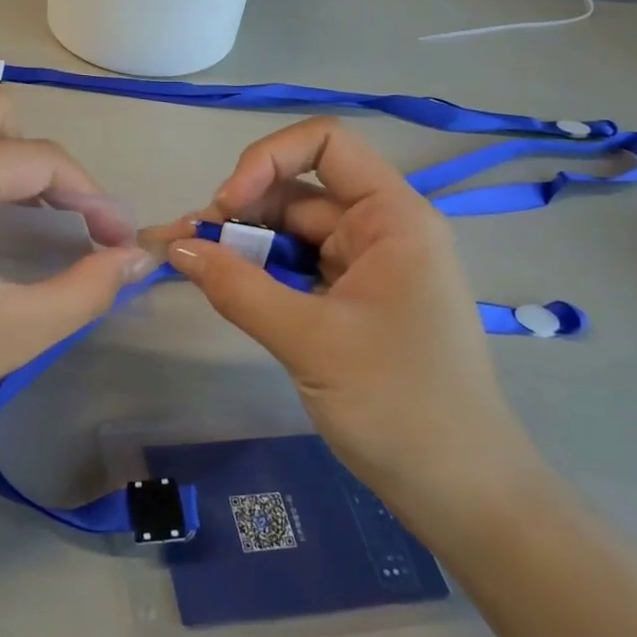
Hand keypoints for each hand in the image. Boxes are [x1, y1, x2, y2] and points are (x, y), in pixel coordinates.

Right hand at [152, 118, 546, 540]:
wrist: (460, 493)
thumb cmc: (399, 406)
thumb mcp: (309, 340)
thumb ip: (237, 287)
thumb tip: (175, 246)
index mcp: (392, 218)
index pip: (325, 143)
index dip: (267, 159)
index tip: (227, 206)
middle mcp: (380, 230)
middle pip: (296, 191)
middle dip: (237, 211)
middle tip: (180, 246)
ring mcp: (365, 267)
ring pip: (289, 233)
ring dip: (239, 244)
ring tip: (185, 264)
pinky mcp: (351, 301)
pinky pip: (295, 269)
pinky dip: (256, 274)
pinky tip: (220, 286)